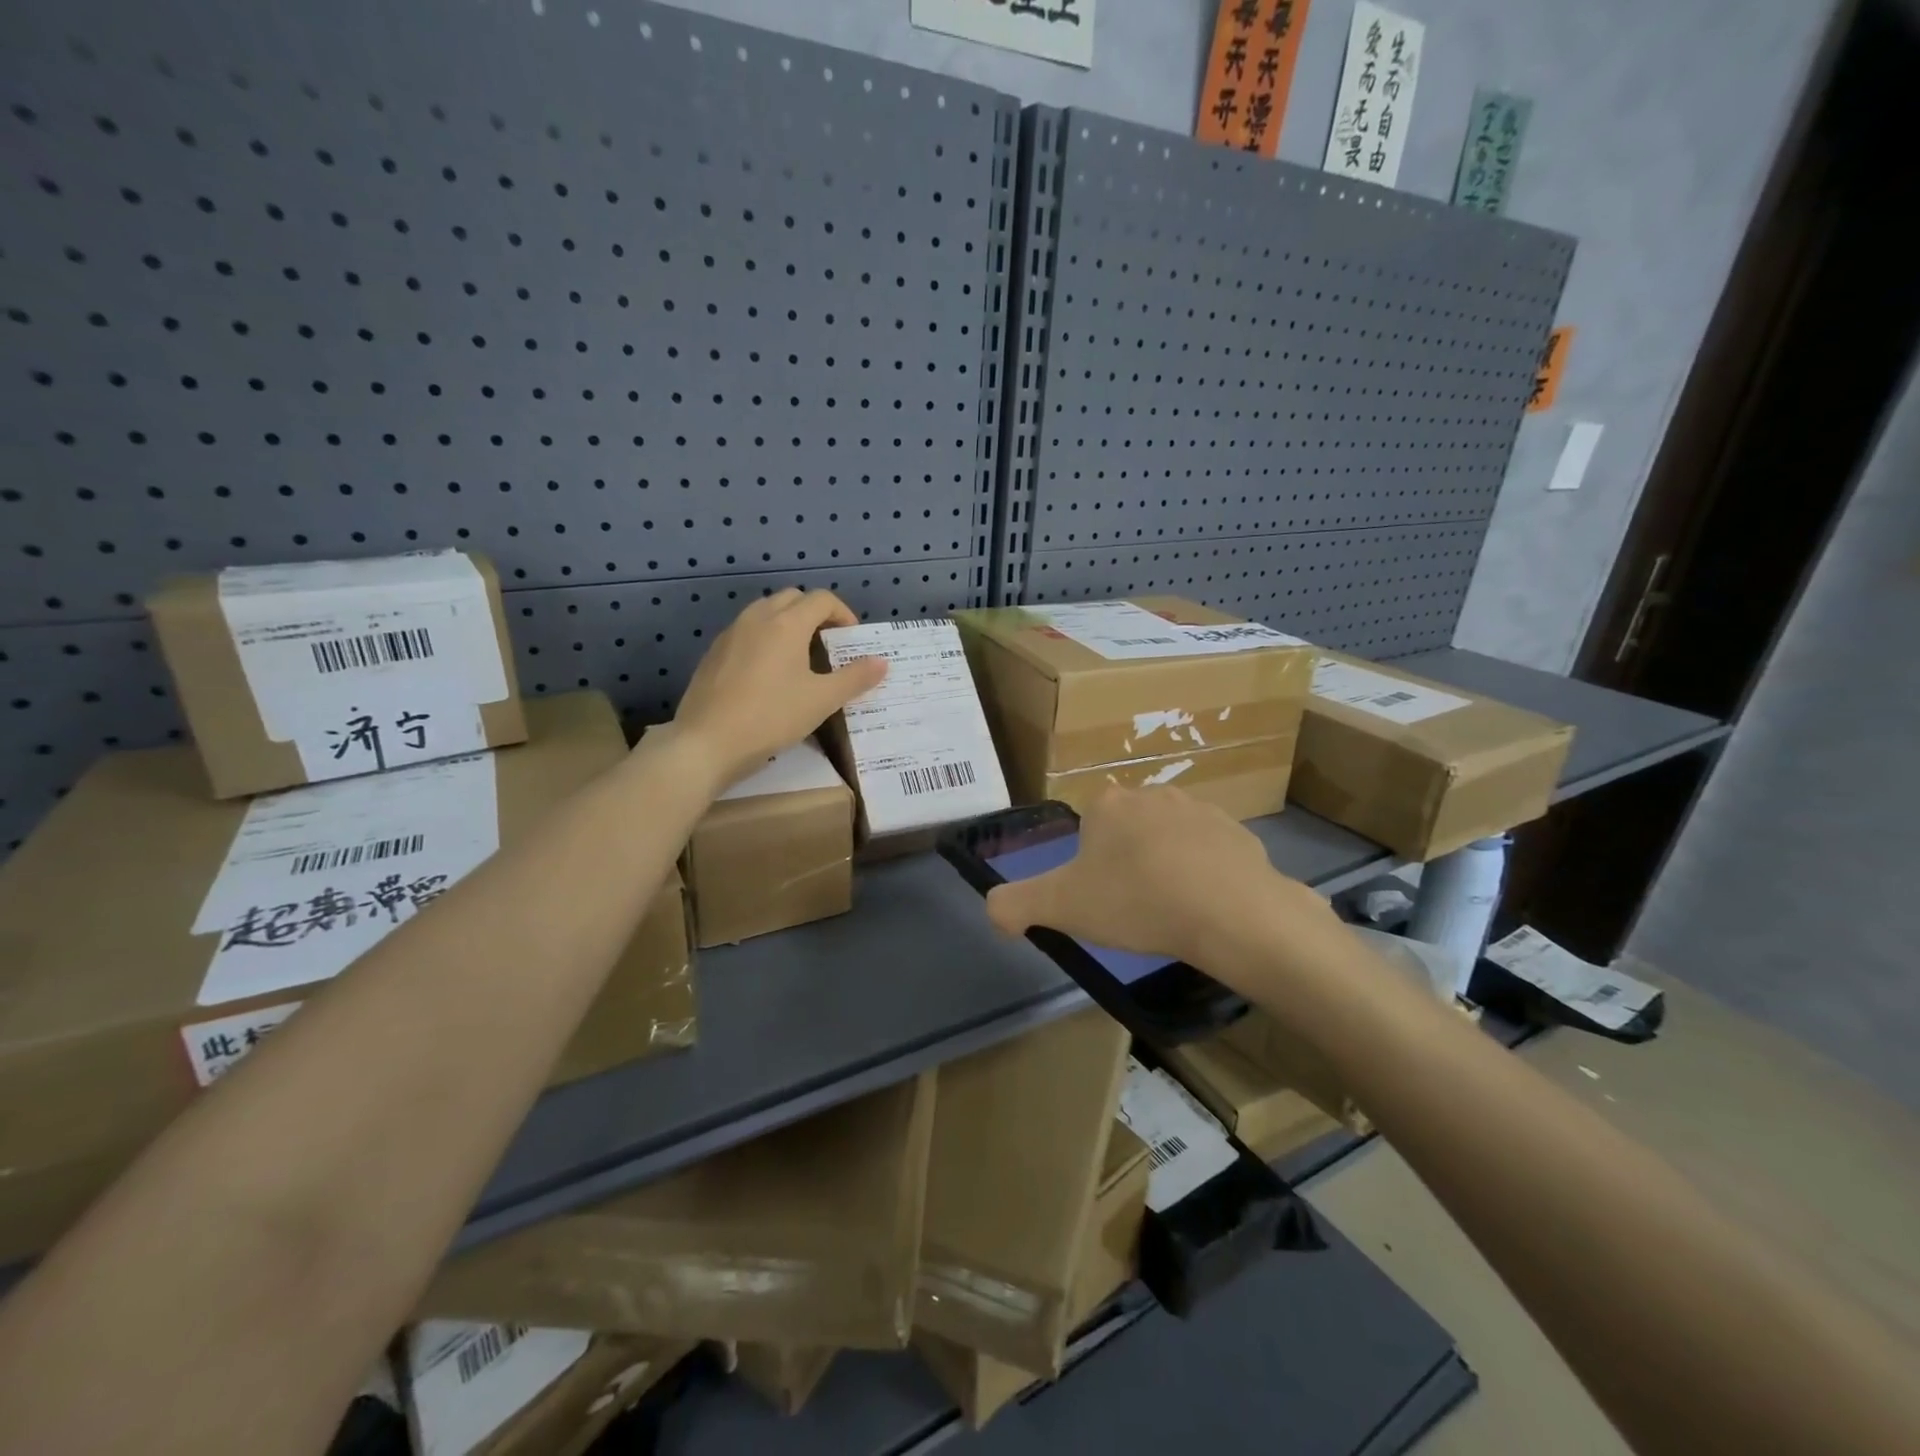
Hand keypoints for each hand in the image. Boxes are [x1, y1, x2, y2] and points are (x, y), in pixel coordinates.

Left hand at [671, 588, 886, 789]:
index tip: (851, 638)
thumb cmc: (771, 718)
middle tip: (828, 644)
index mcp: (786, 624)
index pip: (821, 599)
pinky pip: (747, 631)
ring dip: (788, 623)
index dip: (843, 613)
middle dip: (815, 613)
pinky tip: (769, 673)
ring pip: (766, 612)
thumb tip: (882, 662)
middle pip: (792, 598)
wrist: (706, 742)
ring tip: (800, 657)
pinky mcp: (714, 652)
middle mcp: (757, 618)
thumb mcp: (821, 701)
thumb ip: (854, 678)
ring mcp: (731, 633)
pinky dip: (765, 638)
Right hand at [984, 786, 1338, 989]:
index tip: (1102, 901)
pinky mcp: (1239, 833)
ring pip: (1169, 842)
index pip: (1087, 832)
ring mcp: (1200, 809)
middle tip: (1134, 910)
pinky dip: (1205, 876)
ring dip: (1166, 868)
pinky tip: (1207, 908)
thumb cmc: (1137, 902)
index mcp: (1107, 804)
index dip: (1089, 869)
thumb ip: (1014, 904)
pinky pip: (1210, 855)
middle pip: (1127, 834)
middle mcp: (1152, 794)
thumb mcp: (1060, 907)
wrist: (1231, 913)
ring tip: (1173, 912)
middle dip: (1127, 865)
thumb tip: (994, 908)